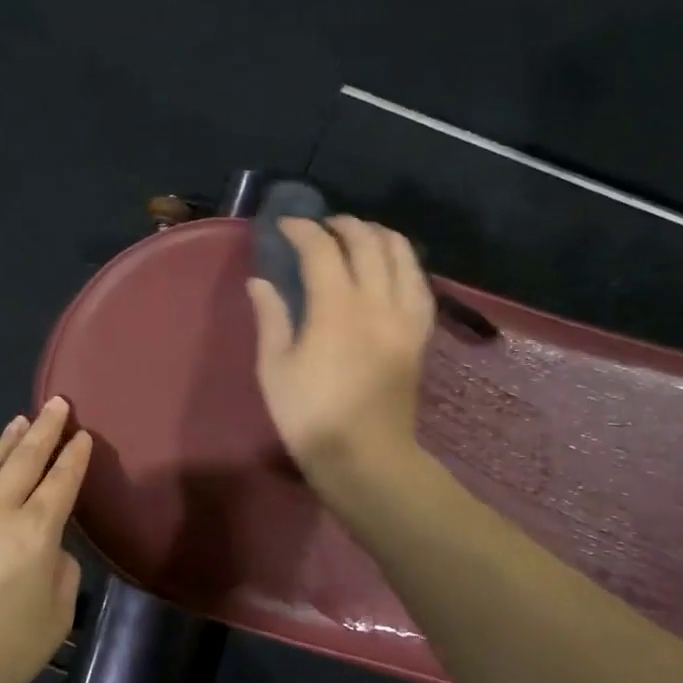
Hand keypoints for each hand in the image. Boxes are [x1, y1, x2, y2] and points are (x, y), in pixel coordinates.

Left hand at [0, 397, 92, 682]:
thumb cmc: (2, 651)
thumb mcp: (55, 618)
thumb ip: (62, 575)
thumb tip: (50, 553)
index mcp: (36, 531)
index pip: (62, 481)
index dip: (74, 456)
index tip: (82, 434)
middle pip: (24, 460)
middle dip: (44, 429)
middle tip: (56, 403)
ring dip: (5, 443)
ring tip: (18, 421)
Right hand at [245, 215, 434, 479]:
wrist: (364, 457)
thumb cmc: (310, 415)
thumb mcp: (275, 368)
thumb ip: (271, 318)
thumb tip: (261, 281)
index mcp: (336, 309)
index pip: (322, 249)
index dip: (302, 230)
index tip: (285, 226)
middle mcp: (377, 302)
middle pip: (368, 242)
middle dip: (343, 225)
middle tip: (321, 227)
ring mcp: (405, 318)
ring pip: (402, 256)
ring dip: (378, 236)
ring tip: (358, 236)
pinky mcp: (420, 335)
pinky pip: (420, 285)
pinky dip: (404, 264)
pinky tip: (392, 267)